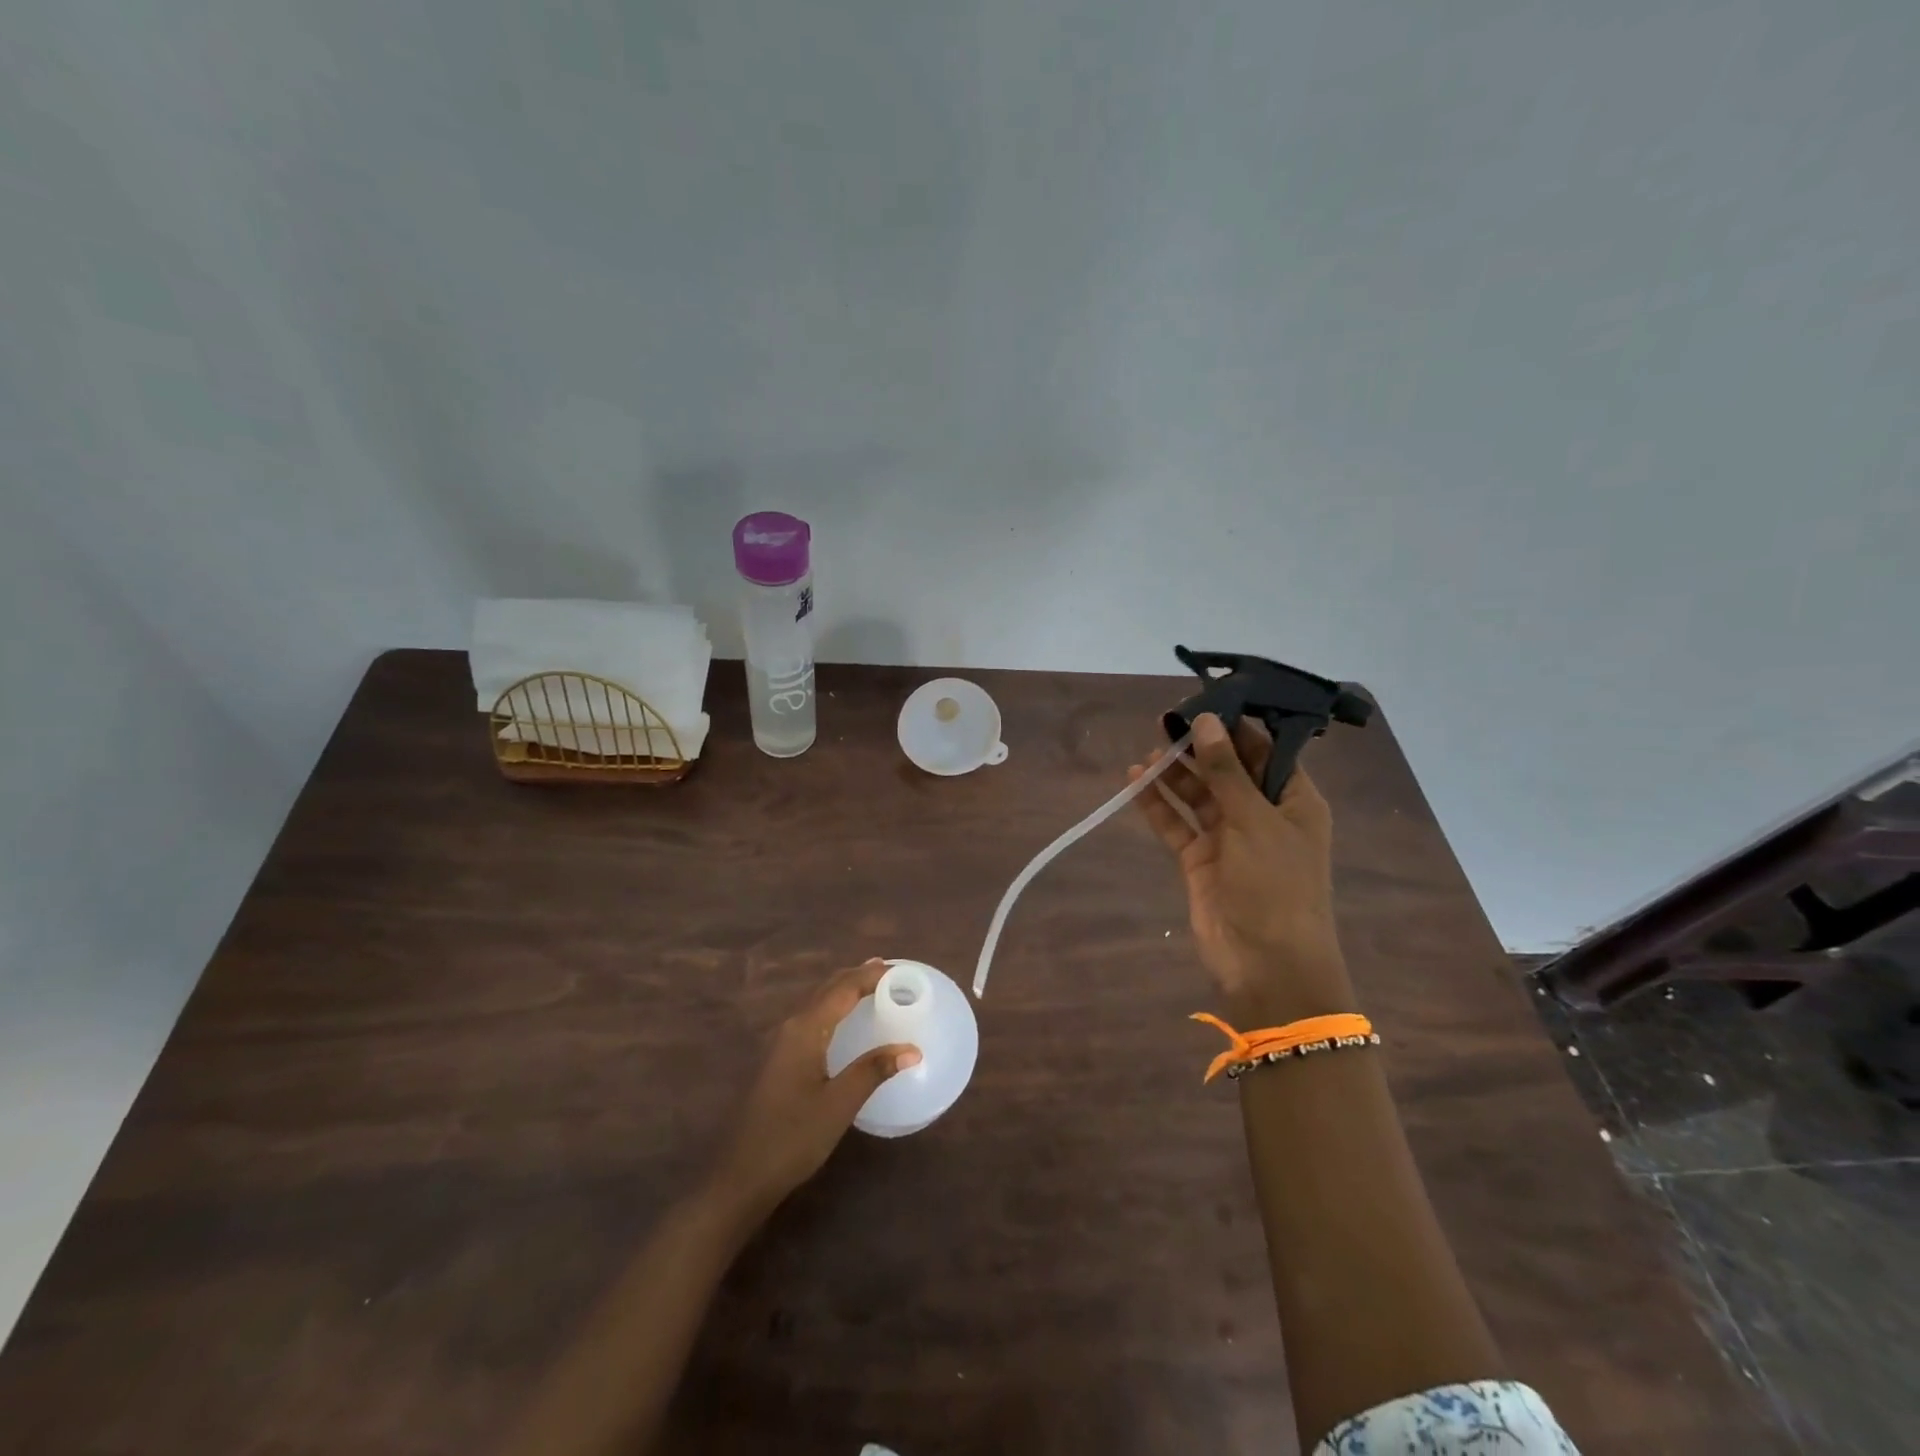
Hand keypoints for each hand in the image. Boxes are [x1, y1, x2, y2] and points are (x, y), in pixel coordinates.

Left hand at [709, 960, 920, 1214]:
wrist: (740, 1177)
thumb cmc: (792, 1138)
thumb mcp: (838, 1105)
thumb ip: (873, 1071)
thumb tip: (912, 1049)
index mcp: (805, 1030)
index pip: (842, 989)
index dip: (870, 975)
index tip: (899, 969)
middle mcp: (790, 1027)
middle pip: (827, 989)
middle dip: (856, 976)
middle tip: (887, 971)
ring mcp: (780, 1044)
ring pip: (816, 1003)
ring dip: (843, 991)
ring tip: (870, 986)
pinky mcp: (778, 1061)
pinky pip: (811, 1019)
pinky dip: (832, 1009)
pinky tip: (842, 1023)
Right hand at [1130, 713, 1356, 1022]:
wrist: (1266, 963)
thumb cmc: (1276, 885)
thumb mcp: (1254, 820)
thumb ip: (1226, 771)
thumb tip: (1206, 721)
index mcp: (1294, 800)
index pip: (1265, 751)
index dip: (1235, 726)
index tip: (1204, 700)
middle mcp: (1262, 814)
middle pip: (1227, 770)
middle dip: (1199, 746)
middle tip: (1166, 720)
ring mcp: (1228, 838)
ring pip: (1198, 795)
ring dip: (1175, 773)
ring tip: (1149, 749)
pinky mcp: (1200, 860)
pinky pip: (1176, 823)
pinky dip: (1157, 804)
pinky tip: (1135, 782)